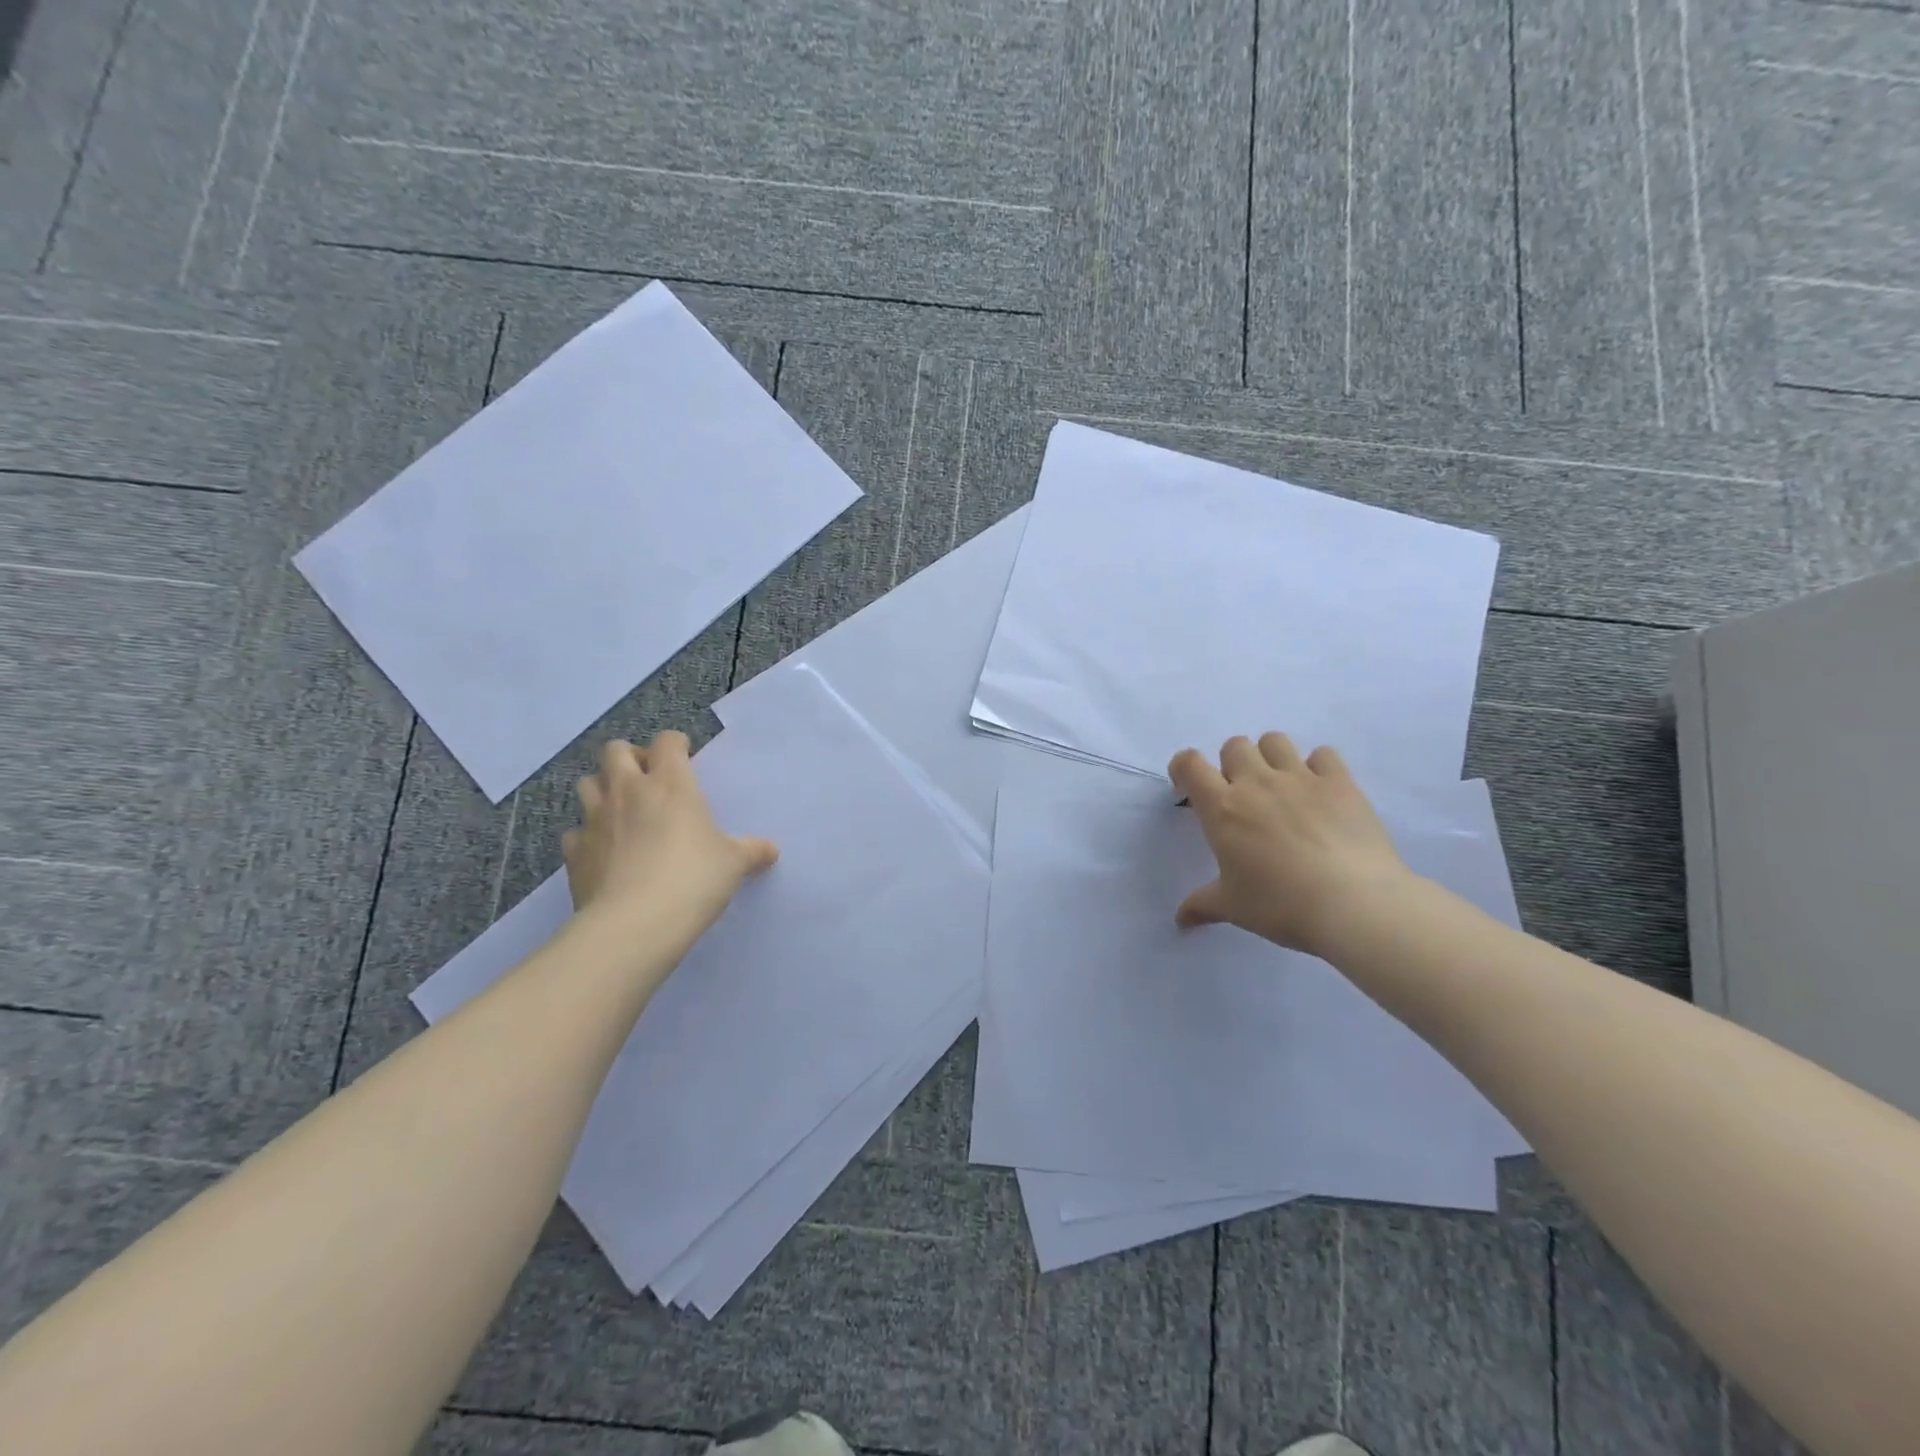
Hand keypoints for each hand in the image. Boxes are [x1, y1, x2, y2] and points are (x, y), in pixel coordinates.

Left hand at [563, 733, 777, 943]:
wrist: (634, 923)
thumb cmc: (693, 879)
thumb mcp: (733, 863)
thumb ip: (751, 851)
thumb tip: (770, 850)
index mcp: (671, 784)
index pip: (667, 742)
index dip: (676, 744)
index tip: (685, 757)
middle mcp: (628, 791)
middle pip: (616, 751)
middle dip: (630, 757)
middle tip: (647, 779)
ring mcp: (595, 820)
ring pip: (587, 783)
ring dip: (603, 789)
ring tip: (621, 810)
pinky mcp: (574, 852)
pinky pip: (575, 831)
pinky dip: (587, 835)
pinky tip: (602, 851)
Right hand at [1168, 733, 1415, 960]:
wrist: (1354, 905)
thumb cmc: (1281, 905)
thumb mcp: (1233, 908)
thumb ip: (1201, 905)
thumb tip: (1180, 919)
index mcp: (1222, 808)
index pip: (1190, 764)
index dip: (1184, 768)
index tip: (1189, 788)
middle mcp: (1256, 782)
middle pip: (1234, 745)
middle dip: (1232, 764)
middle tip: (1241, 795)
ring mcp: (1300, 778)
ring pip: (1274, 740)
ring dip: (1270, 756)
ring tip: (1280, 786)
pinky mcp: (1340, 782)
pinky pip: (1323, 754)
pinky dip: (1318, 766)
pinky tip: (1321, 791)